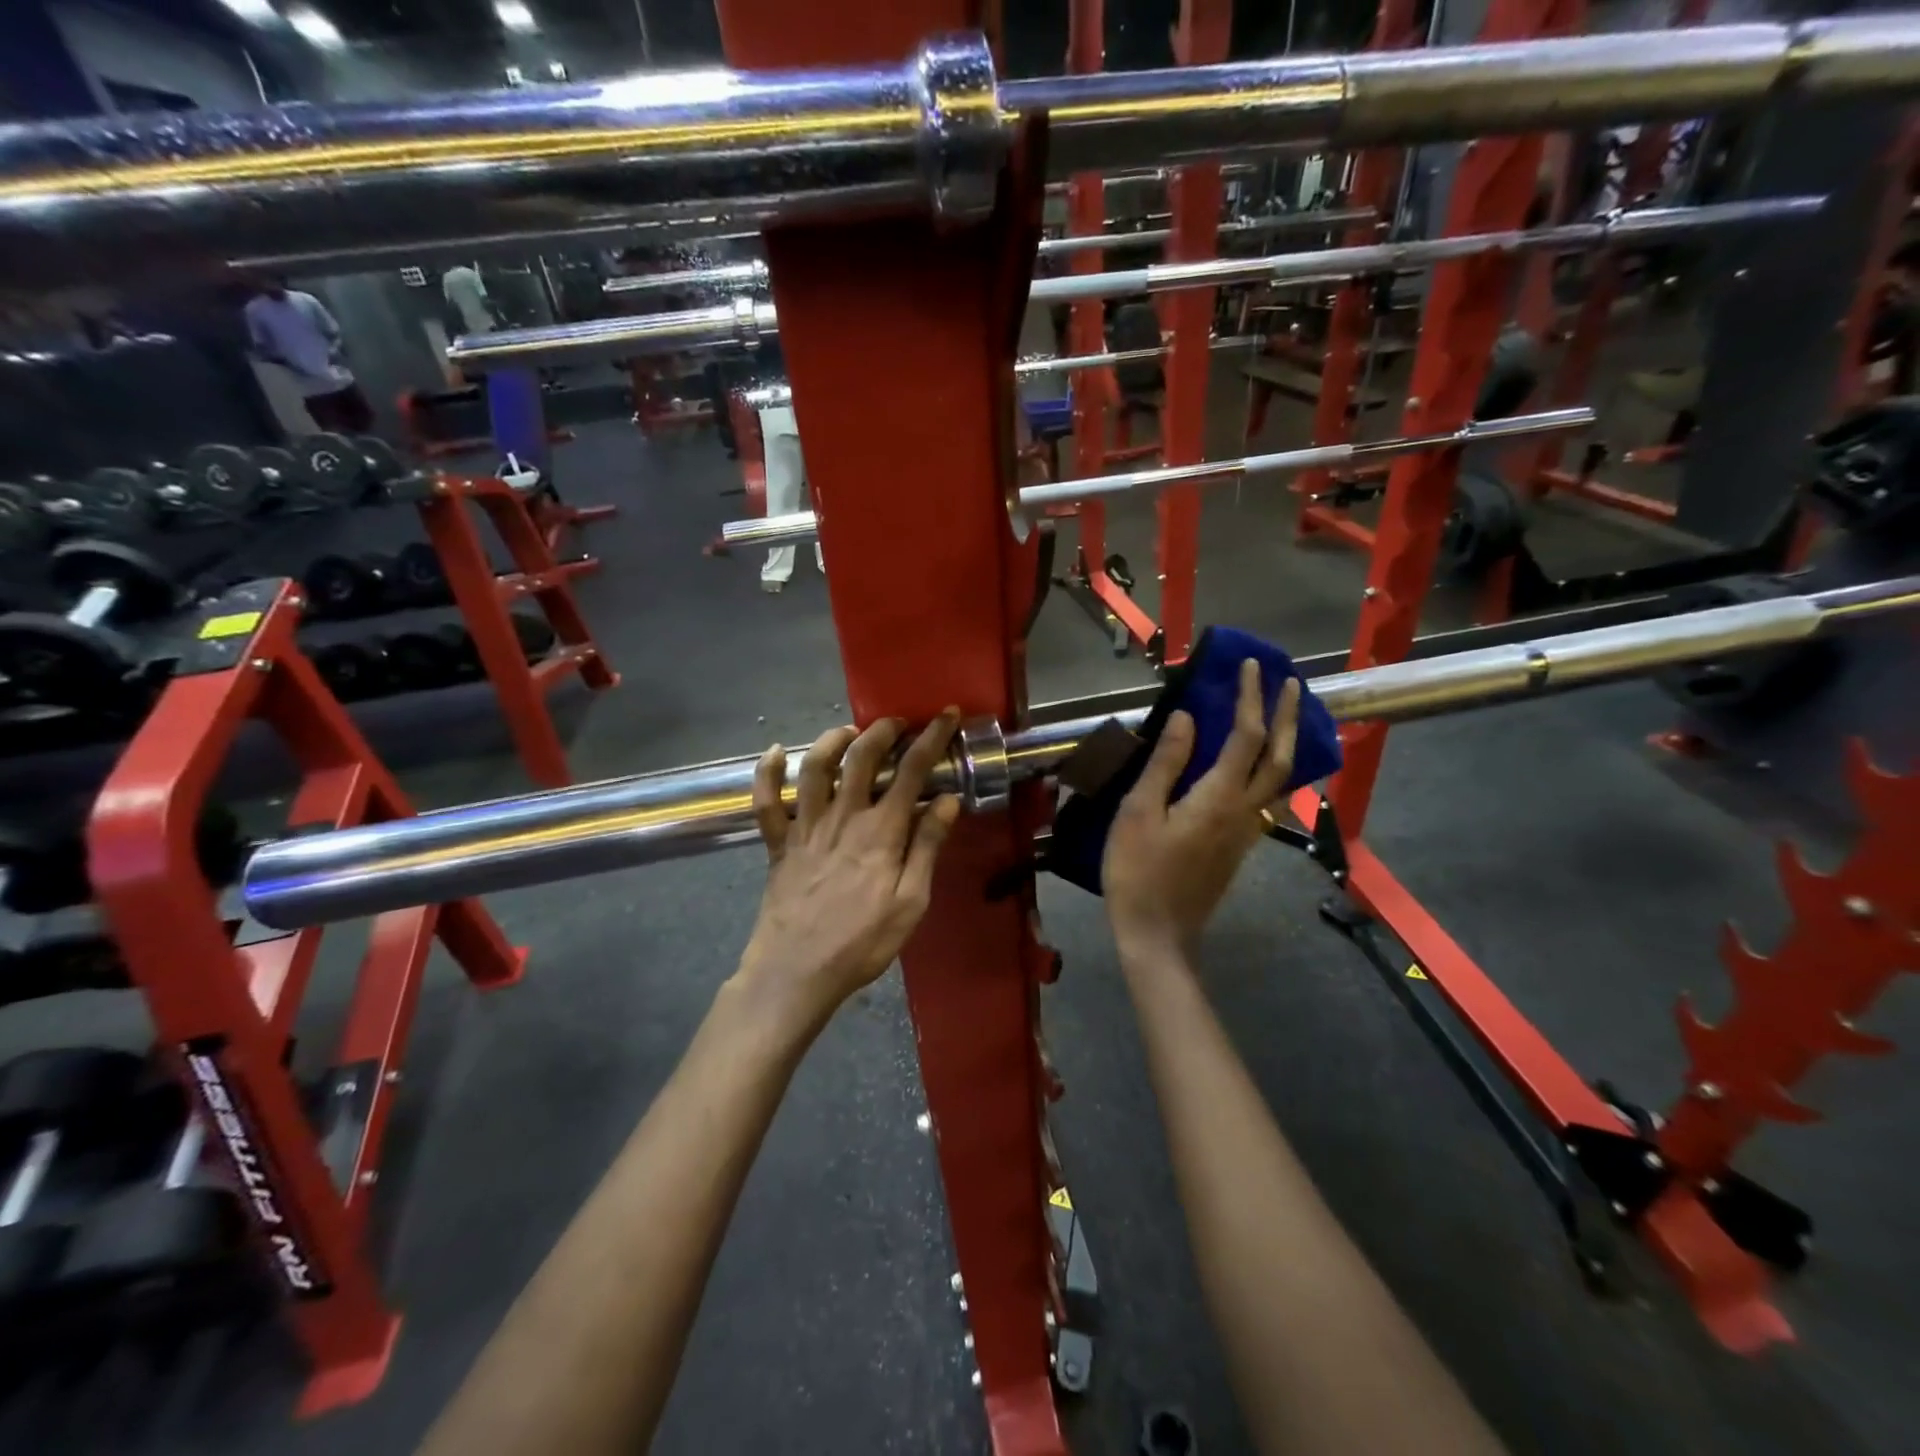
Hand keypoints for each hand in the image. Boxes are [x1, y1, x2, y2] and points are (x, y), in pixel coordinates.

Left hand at [738, 713, 962, 1023]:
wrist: (796, 972)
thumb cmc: (861, 943)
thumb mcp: (911, 902)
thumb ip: (928, 848)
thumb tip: (947, 800)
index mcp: (881, 831)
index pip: (912, 770)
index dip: (931, 738)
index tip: (946, 715)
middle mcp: (842, 817)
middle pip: (861, 757)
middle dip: (883, 730)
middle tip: (898, 723)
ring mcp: (805, 827)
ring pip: (815, 768)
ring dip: (832, 740)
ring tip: (850, 732)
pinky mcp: (777, 844)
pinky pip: (766, 802)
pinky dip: (767, 773)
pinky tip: (775, 753)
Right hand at [1103, 662, 1300, 957]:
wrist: (1158, 934)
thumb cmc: (1138, 871)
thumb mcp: (1139, 812)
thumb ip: (1166, 763)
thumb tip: (1186, 717)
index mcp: (1219, 797)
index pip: (1245, 735)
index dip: (1251, 697)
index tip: (1251, 665)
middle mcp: (1244, 810)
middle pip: (1281, 757)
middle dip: (1287, 715)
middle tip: (1289, 681)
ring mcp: (1246, 831)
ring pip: (1282, 778)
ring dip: (1289, 740)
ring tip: (1284, 714)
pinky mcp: (1239, 845)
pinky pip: (1268, 796)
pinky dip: (1273, 767)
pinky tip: (1259, 764)